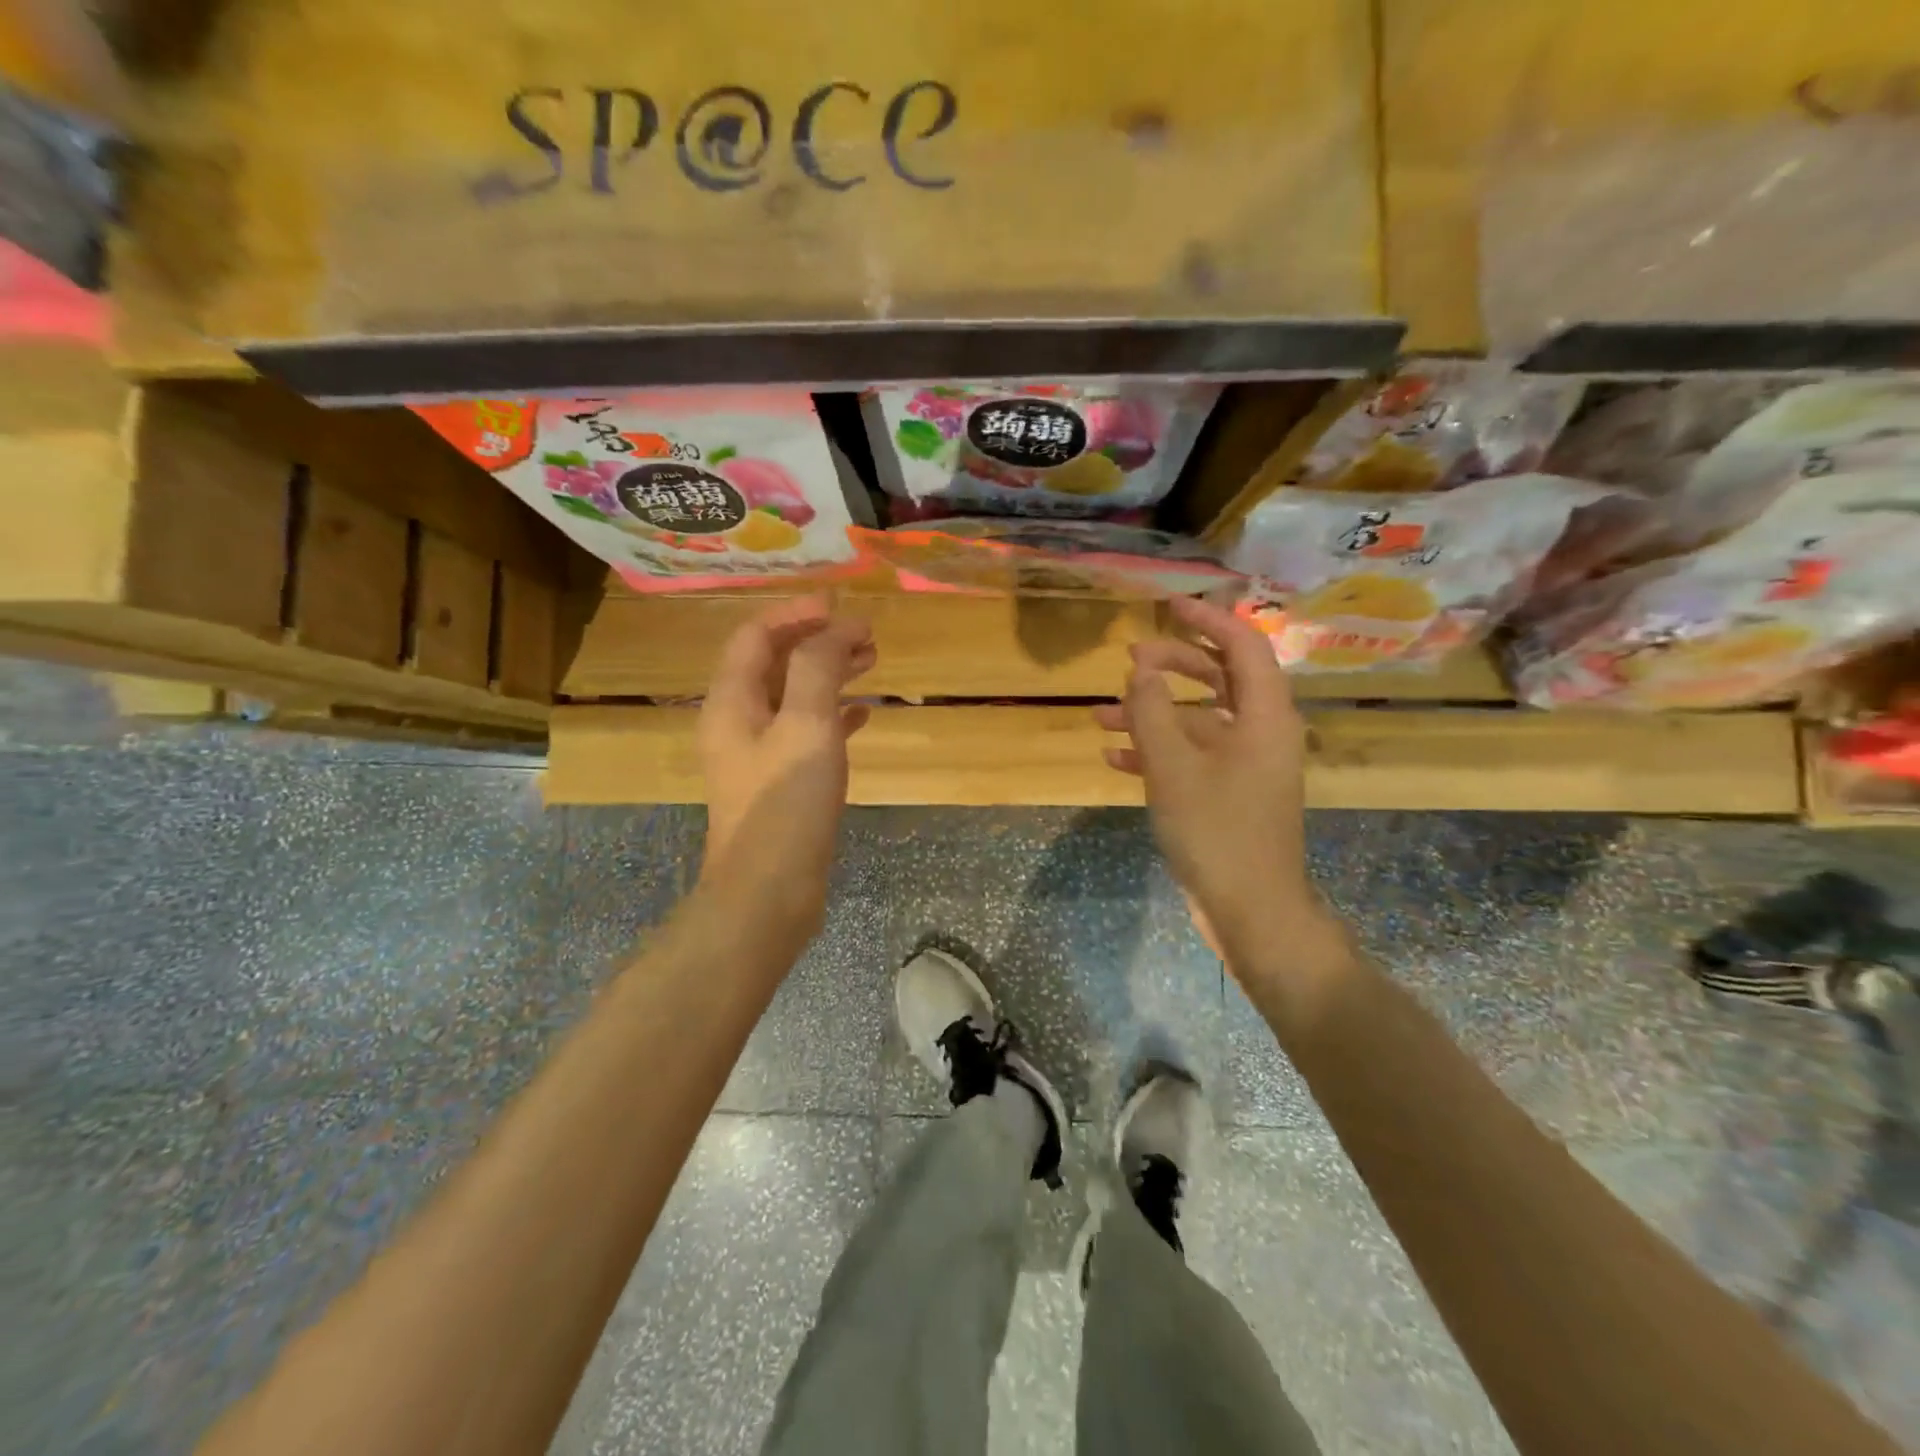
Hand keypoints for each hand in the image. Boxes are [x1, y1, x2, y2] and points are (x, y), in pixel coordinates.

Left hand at [697, 595, 874, 933]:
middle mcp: (738, 722)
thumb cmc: (785, 804)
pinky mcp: (780, 783)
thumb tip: (836, 628)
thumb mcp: (806, 725)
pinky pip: (806, 733)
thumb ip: (818, 667)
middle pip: (776, 663)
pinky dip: (833, 715)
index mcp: (732, 701)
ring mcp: (759, 755)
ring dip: (829, 674)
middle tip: (867, 636)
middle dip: (818, 641)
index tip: (842, 606)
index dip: (797, 613)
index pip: (757, 636)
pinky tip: (862, 715)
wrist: (769, 892)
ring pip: (794, 697)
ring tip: (872, 663)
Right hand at [1094, 597, 1327, 965]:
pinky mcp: (1230, 792)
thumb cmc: (1216, 831)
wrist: (1250, 909)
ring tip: (1100, 715)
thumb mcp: (1173, 766)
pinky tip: (1114, 757)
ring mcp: (1246, 764)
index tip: (1166, 608)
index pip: (1243, 644)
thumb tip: (1139, 668)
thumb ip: (1151, 711)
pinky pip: (1194, 755)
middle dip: (1171, 665)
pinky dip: (1157, 750)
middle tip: (1128, 662)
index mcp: (1264, 715)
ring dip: (1153, 713)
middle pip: (1219, 677)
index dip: (1207, 619)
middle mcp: (1262, 731)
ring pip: (1199, 719)